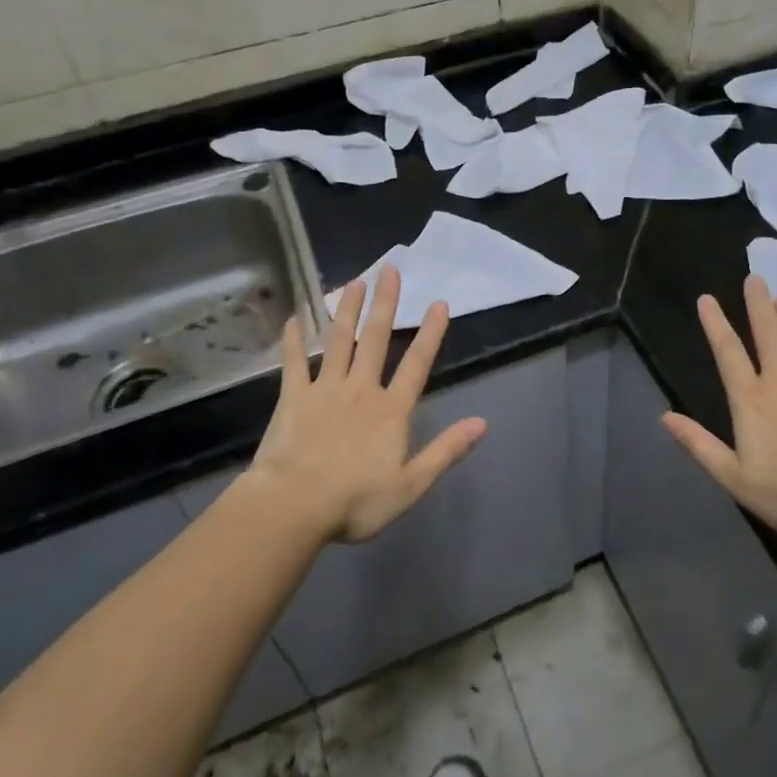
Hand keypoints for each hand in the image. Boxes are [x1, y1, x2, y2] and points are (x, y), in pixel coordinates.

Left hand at [243, 264, 486, 542]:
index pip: (417, 364)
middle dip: (385, 303)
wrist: (295, 506)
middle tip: (390, 269)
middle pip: (375, 339)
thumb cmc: (356, 501)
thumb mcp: (411, 484)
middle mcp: (361, 389)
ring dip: (347, 310)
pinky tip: (293, 318)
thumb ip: (446, 450)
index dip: (430, 333)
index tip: (439, 303)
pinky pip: (294, 362)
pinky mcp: (293, 397)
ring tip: (354, 282)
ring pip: (338, 341)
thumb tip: (482, 423)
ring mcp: (325, 389)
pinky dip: (294, 340)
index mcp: (391, 410)